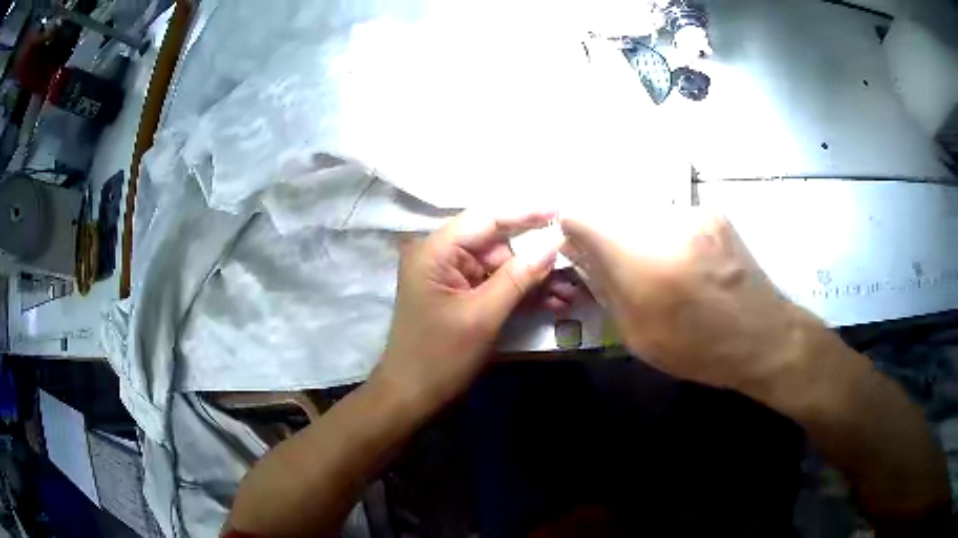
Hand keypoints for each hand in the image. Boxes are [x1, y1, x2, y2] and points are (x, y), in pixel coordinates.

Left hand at [374, 211, 564, 409]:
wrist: (412, 398)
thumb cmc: (440, 357)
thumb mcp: (482, 316)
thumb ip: (518, 277)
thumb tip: (554, 244)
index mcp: (435, 251)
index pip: (486, 220)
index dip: (525, 214)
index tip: (560, 211)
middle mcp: (442, 257)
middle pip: (497, 245)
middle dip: (536, 258)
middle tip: (574, 264)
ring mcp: (452, 278)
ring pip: (503, 268)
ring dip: (535, 281)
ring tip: (571, 292)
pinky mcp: (463, 298)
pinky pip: (497, 287)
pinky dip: (522, 295)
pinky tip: (554, 303)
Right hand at [561, 209, 815, 393]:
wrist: (762, 336)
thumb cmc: (698, 347)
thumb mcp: (638, 333)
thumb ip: (604, 285)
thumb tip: (576, 249)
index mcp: (641, 259)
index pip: (580, 217)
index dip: (574, 233)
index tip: (582, 253)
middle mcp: (663, 222)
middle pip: (612, 214)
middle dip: (610, 239)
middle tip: (628, 272)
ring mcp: (691, 212)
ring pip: (643, 215)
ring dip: (641, 237)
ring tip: (665, 272)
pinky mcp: (712, 211)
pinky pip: (672, 217)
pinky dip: (669, 235)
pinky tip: (690, 263)